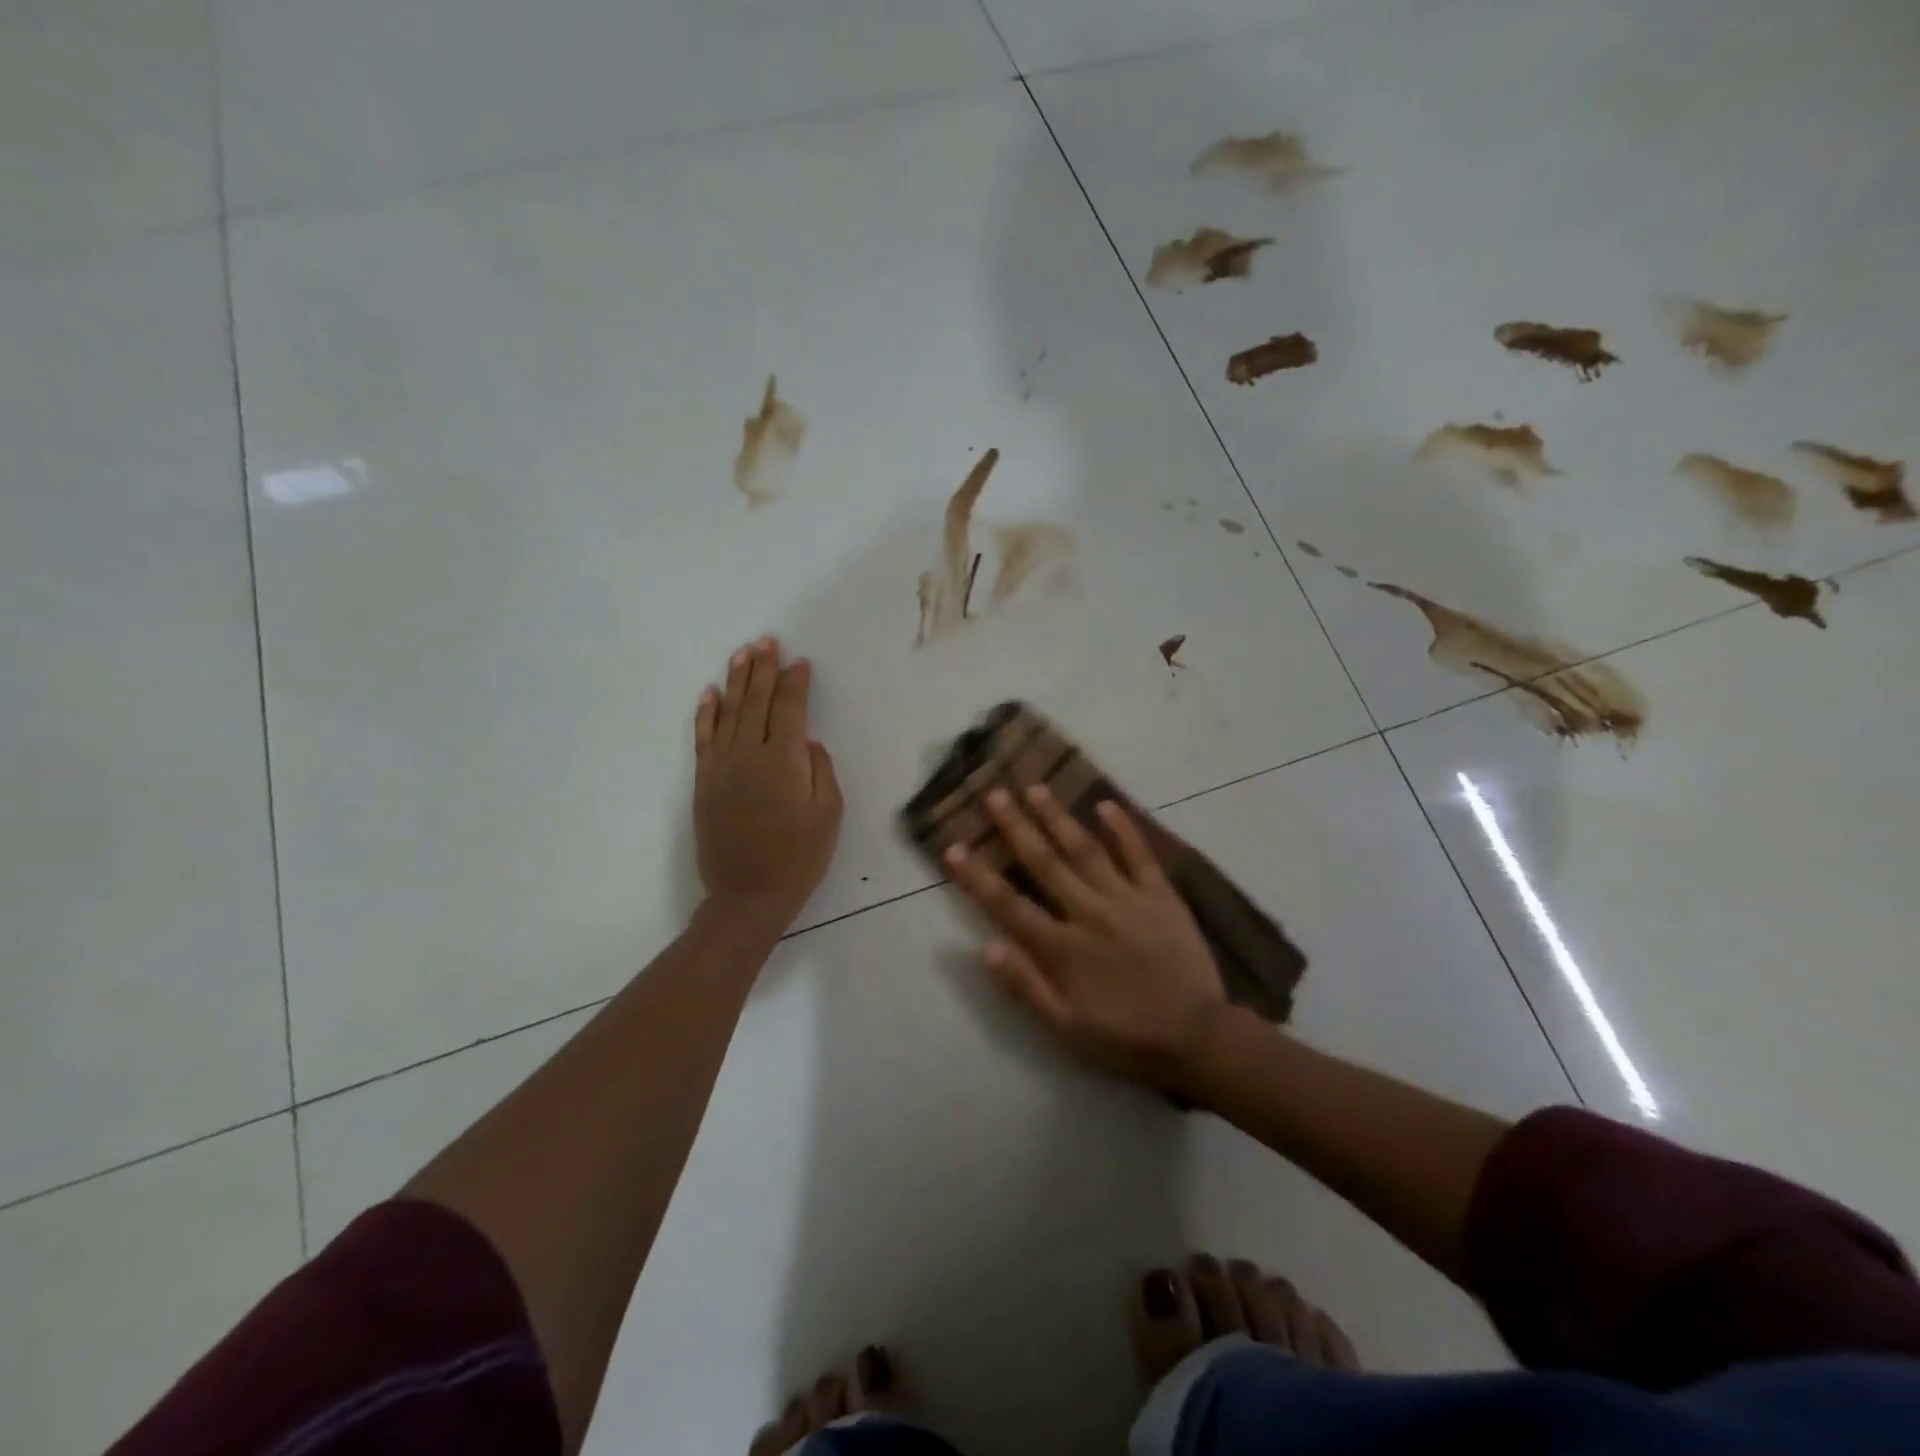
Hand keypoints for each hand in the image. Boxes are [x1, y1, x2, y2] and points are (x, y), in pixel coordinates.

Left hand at [693, 637, 842, 931]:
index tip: (801, 663)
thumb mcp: (829, 814)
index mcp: (785, 759)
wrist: (748, 895)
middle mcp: (750, 753)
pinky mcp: (704, 782)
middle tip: (767, 641)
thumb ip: (821, 770)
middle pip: (757, 701)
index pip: (790, 708)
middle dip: (764, 669)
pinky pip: (703, 739)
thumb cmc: (799, 857)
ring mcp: (722, 766)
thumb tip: (808, 742)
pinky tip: (709, 694)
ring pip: (729, 712)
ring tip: (743, 653)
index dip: (795, 683)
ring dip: (736, 681)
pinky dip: (706, 714)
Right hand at [943, 784, 1227, 1089]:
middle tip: (994, 793)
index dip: (976, 876)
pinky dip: (1123, 828)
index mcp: (1062, 947)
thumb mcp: (1065, 1029)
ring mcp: (1127, 899)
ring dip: (1057, 817)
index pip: (1008, 904)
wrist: (1198, 1039)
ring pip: (1085, 849)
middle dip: (1015, 827)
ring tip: (1036, 787)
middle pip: (1044, 862)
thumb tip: (984, 946)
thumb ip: (1025, 986)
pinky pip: (1139, 855)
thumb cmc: (1125, 1039)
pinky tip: (1105, 804)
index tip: (952, 846)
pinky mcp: (1160, 896)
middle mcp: (1088, 912)